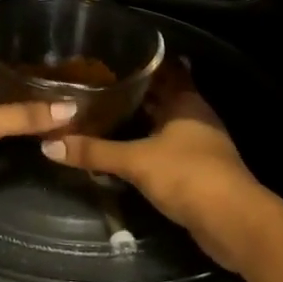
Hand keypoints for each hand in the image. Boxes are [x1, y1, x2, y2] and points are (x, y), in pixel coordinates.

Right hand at [40, 61, 282, 271]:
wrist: (234, 224)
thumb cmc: (189, 176)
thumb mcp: (136, 161)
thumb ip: (95, 151)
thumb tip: (48, 144)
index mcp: (187, 101)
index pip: (164, 69)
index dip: (140, 62)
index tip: (110, 57)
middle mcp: (195, 117)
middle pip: (162, 97)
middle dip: (134, 92)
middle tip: (96, 85)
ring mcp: (199, 145)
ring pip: (163, 124)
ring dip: (139, 121)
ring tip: (103, 114)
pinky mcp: (198, 171)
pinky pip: (165, 149)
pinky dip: (146, 146)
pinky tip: (123, 150)